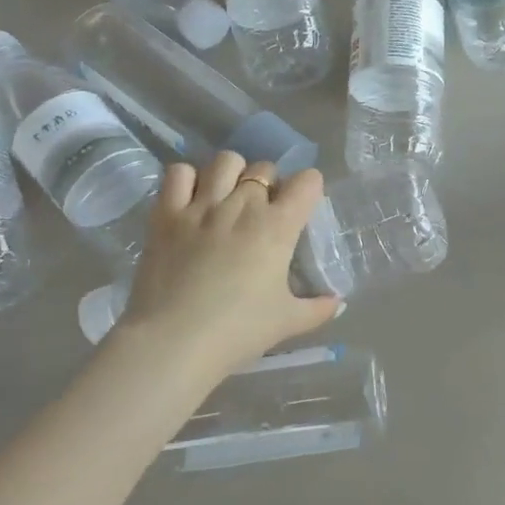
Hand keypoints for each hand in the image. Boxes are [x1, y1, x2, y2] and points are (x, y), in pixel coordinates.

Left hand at [116, 153, 339, 381]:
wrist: (173, 343)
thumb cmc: (238, 331)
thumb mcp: (287, 322)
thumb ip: (318, 309)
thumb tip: (339, 303)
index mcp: (278, 227)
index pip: (307, 181)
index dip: (308, 189)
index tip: (302, 207)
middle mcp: (243, 205)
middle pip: (265, 168)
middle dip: (270, 184)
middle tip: (263, 212)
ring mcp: (201, 206)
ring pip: (225, 161)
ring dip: (232, 174)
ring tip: (228, 197)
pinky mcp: (165, 214)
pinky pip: (178, 173)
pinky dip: (187, 179)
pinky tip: (191, 199)